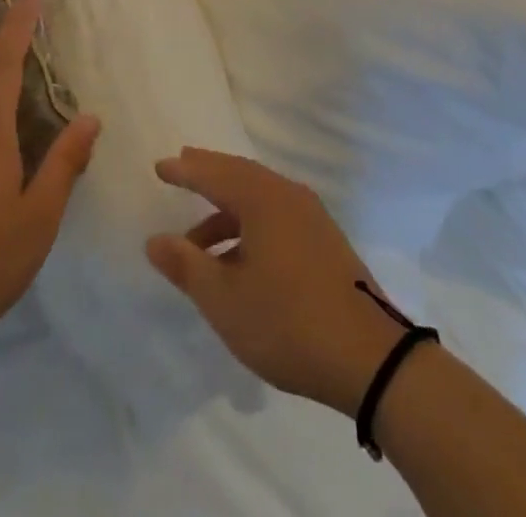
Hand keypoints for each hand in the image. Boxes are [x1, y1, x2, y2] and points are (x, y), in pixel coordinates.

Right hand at [145, 149, 412, 417]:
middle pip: (239, 174)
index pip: (214, 174)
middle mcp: (287, 195)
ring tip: (197, 239)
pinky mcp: (325, 240)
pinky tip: (238, 257)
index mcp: (262, 199)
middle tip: (182, 167)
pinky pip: (276, 213)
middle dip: (208, 173)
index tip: (160, 166)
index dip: (185, 171)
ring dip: (226, 208)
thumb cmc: (288, 322)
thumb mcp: (226, 300)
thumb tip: (155, 240)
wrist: (370, 358)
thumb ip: (186, 266)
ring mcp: (311, 216)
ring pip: (259, 196)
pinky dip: (249, 223)